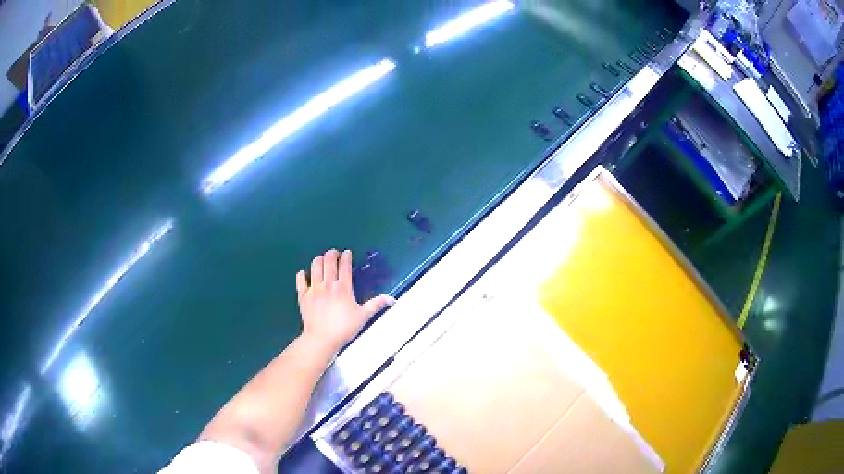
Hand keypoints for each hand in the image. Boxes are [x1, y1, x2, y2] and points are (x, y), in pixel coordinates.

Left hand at [296, 249, 394, 352]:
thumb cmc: (343, 328)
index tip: (347, 253)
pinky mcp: (303, 295)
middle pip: (328, 260)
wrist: (321, 339)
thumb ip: (376, 305)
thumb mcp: (363, 316)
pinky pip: (300, 279)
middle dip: (332, 253)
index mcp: (343, 288)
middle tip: (335, 254)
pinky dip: (302, 274)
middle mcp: (327, 284)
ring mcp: (313, 288)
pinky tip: (305, 274)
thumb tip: (392, 299)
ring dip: (319, 259)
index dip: (346, 256)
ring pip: (315, 265)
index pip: (344, 265)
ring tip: (322, 260)